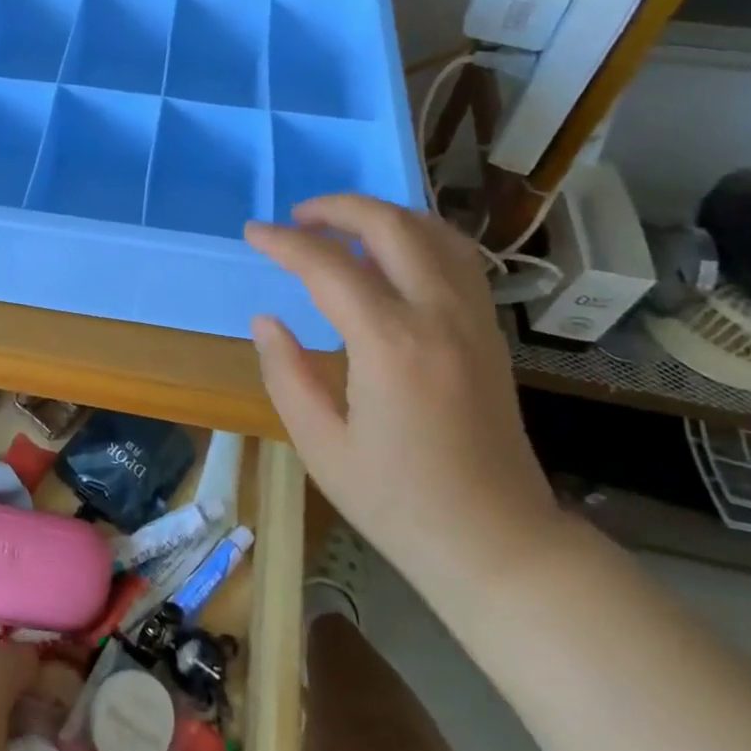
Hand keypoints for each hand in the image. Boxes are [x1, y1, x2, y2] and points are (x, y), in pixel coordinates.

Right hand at [245, 195, 565, 596]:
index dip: (284, 243)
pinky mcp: (489, 331)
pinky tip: (392, 255)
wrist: (498, 542)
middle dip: (337, 208)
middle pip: (390, 226)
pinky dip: (419, 236)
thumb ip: (286, 373)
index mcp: (390, 346)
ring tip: (341, 229)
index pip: (328, 267)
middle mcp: (439, 316)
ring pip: (433, 231)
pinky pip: (457, 258)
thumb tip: (266, 320)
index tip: (252, 232)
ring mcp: (473, 319)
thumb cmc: (398, 503)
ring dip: (382, 216)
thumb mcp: (321, 446)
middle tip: (296, 218)